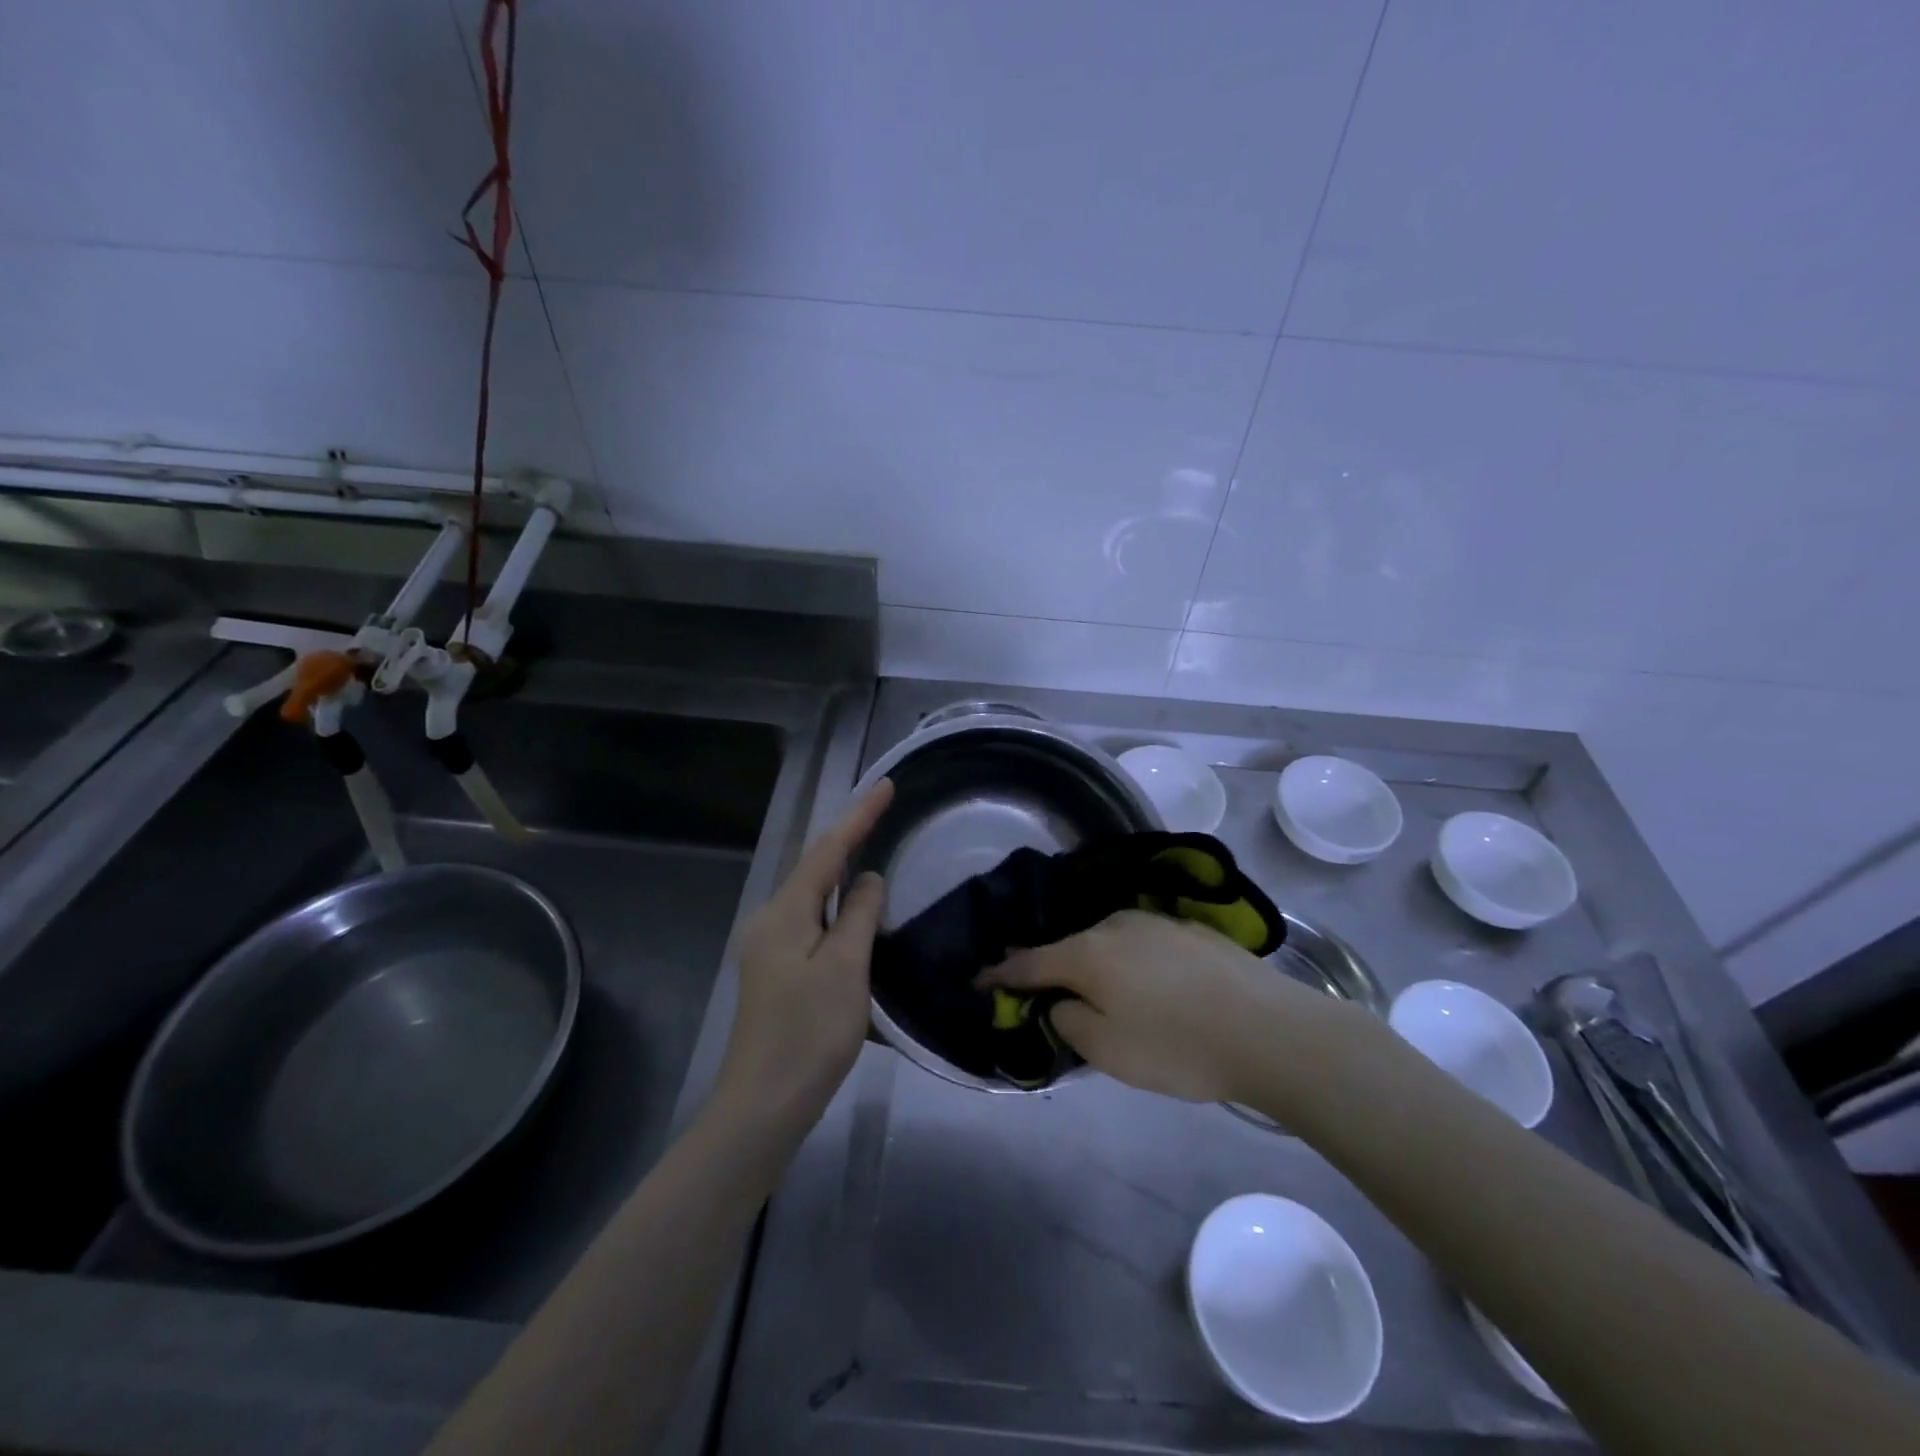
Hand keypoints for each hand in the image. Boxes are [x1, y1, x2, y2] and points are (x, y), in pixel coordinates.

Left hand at [717, 778, 893, 1127]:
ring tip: (874, 852)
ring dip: (843, 876)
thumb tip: (867, 879)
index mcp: (785, 913)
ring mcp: (769, 949)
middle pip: (815, 869)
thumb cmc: (809, 1033)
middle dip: (849, 839)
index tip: (887, 785)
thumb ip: (859, 915)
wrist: (762, 1106)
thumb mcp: (845, 968)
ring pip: (814, 899)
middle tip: (884, 814)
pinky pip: (812, 925)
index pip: (828, 850)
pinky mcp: (775, 974)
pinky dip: (838, 911)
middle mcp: (770, 921)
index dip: (859, 816)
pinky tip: (855, 917)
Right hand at [981, 909, 1344, 1104]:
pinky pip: (1141, 944)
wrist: (1271, 1031)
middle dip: (1053, 969)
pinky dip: (1131, 962)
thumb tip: (1061, 1001)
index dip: (1000, 974)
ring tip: (1105, 995)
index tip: (979, 981)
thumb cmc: (1179, 1047)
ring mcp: (1155, 921)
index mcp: (1088, 952)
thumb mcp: (1108, 1051)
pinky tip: (1151, 985)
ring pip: (1108, 942)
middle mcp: (1115, 925)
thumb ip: (1069, 1021)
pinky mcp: (1189, 929)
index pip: (1029, 962)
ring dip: (1096, 965)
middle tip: (1047, 997)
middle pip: (1070, 947)